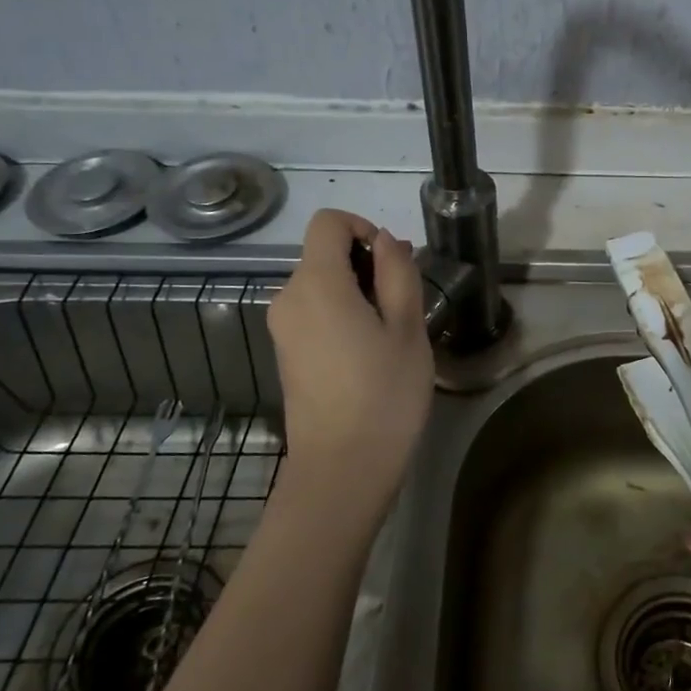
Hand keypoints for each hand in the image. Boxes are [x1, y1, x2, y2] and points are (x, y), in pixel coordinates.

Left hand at [267, 210, 433, 529]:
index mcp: (316, 283)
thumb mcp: (408, 327)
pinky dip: (341, 314)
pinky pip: (313, 312)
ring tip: (390, 334)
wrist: (343, 468)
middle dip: (365, 264)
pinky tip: (367, 353)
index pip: (328, 222)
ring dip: (357, 292)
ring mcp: (282, 328)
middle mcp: (288, 297)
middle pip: (323, 253)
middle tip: (403, 306)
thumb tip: (386, 241)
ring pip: (321, 284)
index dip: (363, 228)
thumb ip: (397, 272)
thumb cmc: (384, 394)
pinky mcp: (286, 353)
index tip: (393, 263)